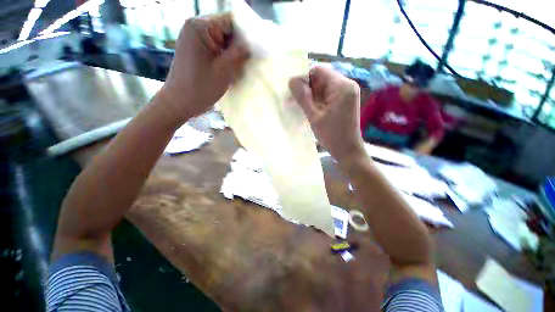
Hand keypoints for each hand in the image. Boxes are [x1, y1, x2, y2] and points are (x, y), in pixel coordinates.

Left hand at [160, 13, 248, 120]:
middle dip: (240, 44)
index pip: (231, 20)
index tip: (258, 48)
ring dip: (234, 52)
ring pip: (223, 39)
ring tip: (243, 66)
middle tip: (252, 60)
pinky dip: (226, 56)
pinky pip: (216, 47)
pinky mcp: (196, 49)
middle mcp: (196, 26)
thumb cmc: (201, 88)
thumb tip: (254, 43)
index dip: (247, 33)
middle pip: (227, 29)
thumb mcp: (224, 70)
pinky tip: (232, 68)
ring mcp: (195, 38)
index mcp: (200, 26)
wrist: (180, 102)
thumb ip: (240, 53)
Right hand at [289, 66, 364, 162]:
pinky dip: (318, 101)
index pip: (319, 70)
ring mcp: (347, 94)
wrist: (348, 151)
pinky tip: (310, 109)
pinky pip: (328, 95)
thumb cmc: (332, 135)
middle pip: (322, 79)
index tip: (293, 91)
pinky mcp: (345, 101)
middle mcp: (347, 85)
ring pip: (323, 88)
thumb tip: (292, 80)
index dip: (304, 77)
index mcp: (341, 86)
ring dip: (311, 96)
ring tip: (300, 107)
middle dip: (307, 88)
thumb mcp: (314, 116)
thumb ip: (303, 97)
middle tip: (294, 101)